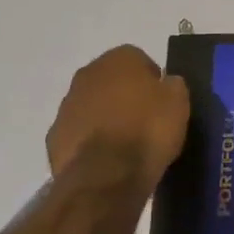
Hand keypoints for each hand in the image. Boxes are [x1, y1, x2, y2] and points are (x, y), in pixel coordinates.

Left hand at [47, 46, 190, 191]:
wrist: (107, 174)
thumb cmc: (148, 130)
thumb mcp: (178, 102)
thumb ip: (172, 85)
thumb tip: (166, 84)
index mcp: (118, 59)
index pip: (139, 59)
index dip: (152, 80)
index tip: (162, 101)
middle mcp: (87, 74)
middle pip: (111, 80)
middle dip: (124, 95)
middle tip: (144, 120)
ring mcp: (66, 105)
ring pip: (91, 105)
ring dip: (105, 117)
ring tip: (125, 143)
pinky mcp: (54, 136)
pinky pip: (79, 132)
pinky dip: (90, 140)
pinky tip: (106, 158)